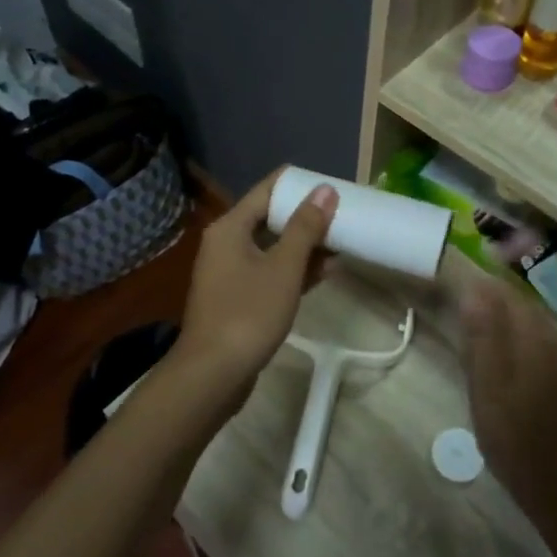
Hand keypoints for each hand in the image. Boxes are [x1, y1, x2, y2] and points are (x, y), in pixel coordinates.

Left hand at [171, 169, 337, 407]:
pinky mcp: (238, 298)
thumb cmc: (248, 312)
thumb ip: (305, 228)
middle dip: (306, 216)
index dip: (298, 185)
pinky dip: (294, 269)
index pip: (266, 190)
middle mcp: (226, 243)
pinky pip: (270, 272)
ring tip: (342, 239)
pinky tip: (326, 271)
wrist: (213, 373)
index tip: (331, 184)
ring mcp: (230, 272)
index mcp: (230, 227)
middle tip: (342, 212)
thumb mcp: (283, 267)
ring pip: (272, 247)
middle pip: (270, 218)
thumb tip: (325, 190)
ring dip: (304, 245)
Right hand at [459, 279, 556, 536]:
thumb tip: (474, 290)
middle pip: (523, 307)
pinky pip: (537, 346)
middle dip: (495, 296)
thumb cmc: (514, 436)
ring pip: (531, 327)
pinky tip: (502, 354)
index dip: (484, 283)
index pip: (509, 295)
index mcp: (533, 341)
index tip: (456, 279)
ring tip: (476, 320)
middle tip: (462, 296)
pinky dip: (516, 338)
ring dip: (506, 316)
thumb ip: (482, 337)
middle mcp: (553, 346)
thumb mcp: (487, 386)